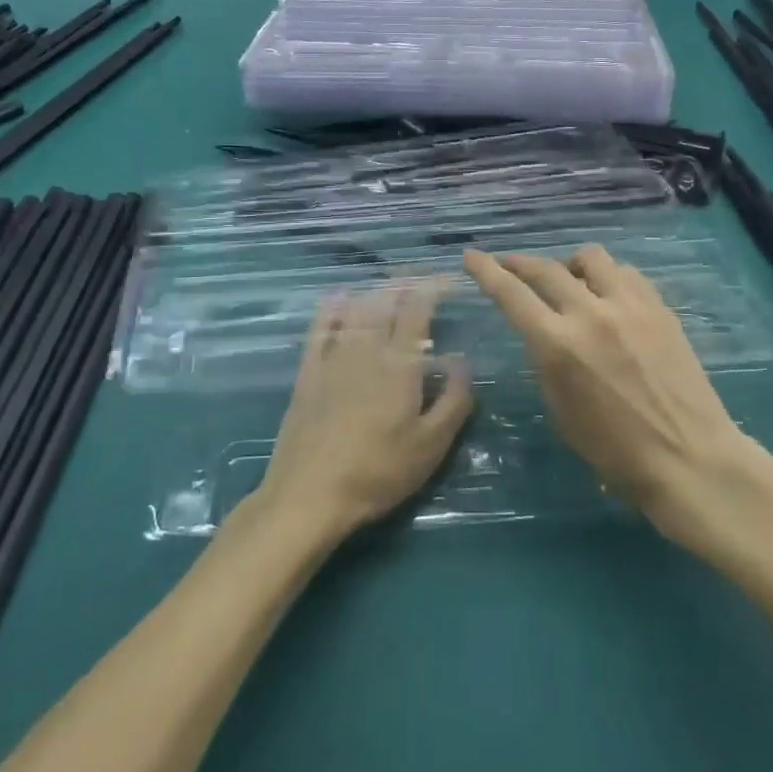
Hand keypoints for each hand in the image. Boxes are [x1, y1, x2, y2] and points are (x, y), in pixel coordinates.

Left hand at [258, 285, 472, 543]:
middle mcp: (367, 348)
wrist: (310, 494)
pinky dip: (332, 308)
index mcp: (400, 364)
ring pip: (356, 310)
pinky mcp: (308, 372)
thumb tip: (464, 360)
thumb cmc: (378, 472)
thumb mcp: (431, 446)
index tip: (448, 279)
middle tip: (420, 277)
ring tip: (389, 286)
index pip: (418, 310)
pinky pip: (320, 328)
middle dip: (405, 284)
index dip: (433, 288)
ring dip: (375, 292)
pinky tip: (338, 297)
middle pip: (386, 302)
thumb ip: (453, 400)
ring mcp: (333, 357)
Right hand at [463, 246, 761, 539]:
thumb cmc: (617, 453)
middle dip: (519, 262)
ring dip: (570, 264)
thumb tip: (544, 334)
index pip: (511, 294)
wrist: (691, 459)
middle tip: (509, 264)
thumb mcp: (561, 411)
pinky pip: (626, 273)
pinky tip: (610, 297)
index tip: (471, 256)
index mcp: (559, 345)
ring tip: (571, 281)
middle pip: (545, 268)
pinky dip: (609, 278)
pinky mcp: (659, 307)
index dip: (486, 271)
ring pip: (590, 257)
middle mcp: (590, 314)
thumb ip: (547, 361)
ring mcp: (629, 305)